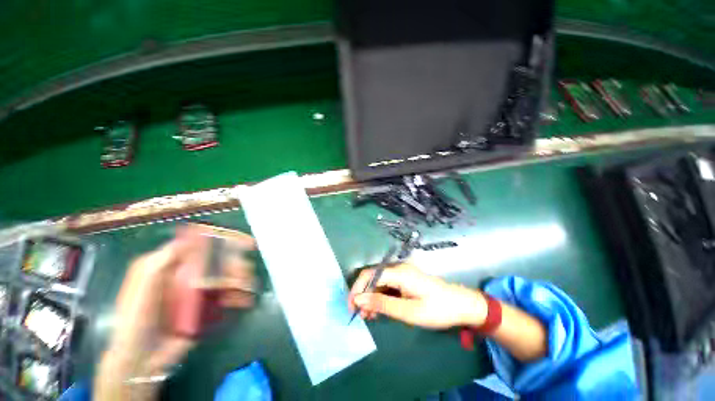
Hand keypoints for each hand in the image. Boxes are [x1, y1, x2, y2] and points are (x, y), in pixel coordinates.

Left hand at [95, 224, 255, 400]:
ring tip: (247, 286)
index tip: (244, 242)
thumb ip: (161, 261)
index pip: (201, 245)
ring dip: (240, 278)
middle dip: (235, 263)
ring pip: (226, 276)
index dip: (223, 240)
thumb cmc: (136, 320)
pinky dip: (238, 295)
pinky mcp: (206, 307)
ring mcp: (198, 291)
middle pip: (219, 261)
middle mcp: (187, 274)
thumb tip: (189, 239)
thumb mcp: (142, 287)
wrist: (142, 360)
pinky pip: (227, 295)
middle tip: (244, 271)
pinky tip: (244, 299)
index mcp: (171, 265)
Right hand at [348, 263, 486, 328]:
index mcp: (399, 272)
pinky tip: (380, 311)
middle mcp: (398, 269)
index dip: (357, 289)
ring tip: (369, 317)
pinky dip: (381, 298)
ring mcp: (402, 274)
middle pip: (373, 278)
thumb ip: (383, 304)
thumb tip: (359, 299)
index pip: (369, 275)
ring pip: (379, 283)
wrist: (462, 305)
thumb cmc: (437, 309)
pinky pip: (388, 286)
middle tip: (361, 316)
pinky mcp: (405, 280)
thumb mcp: (409, 311)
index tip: (352, 308)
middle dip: (364, 295)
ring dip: (371, 298)